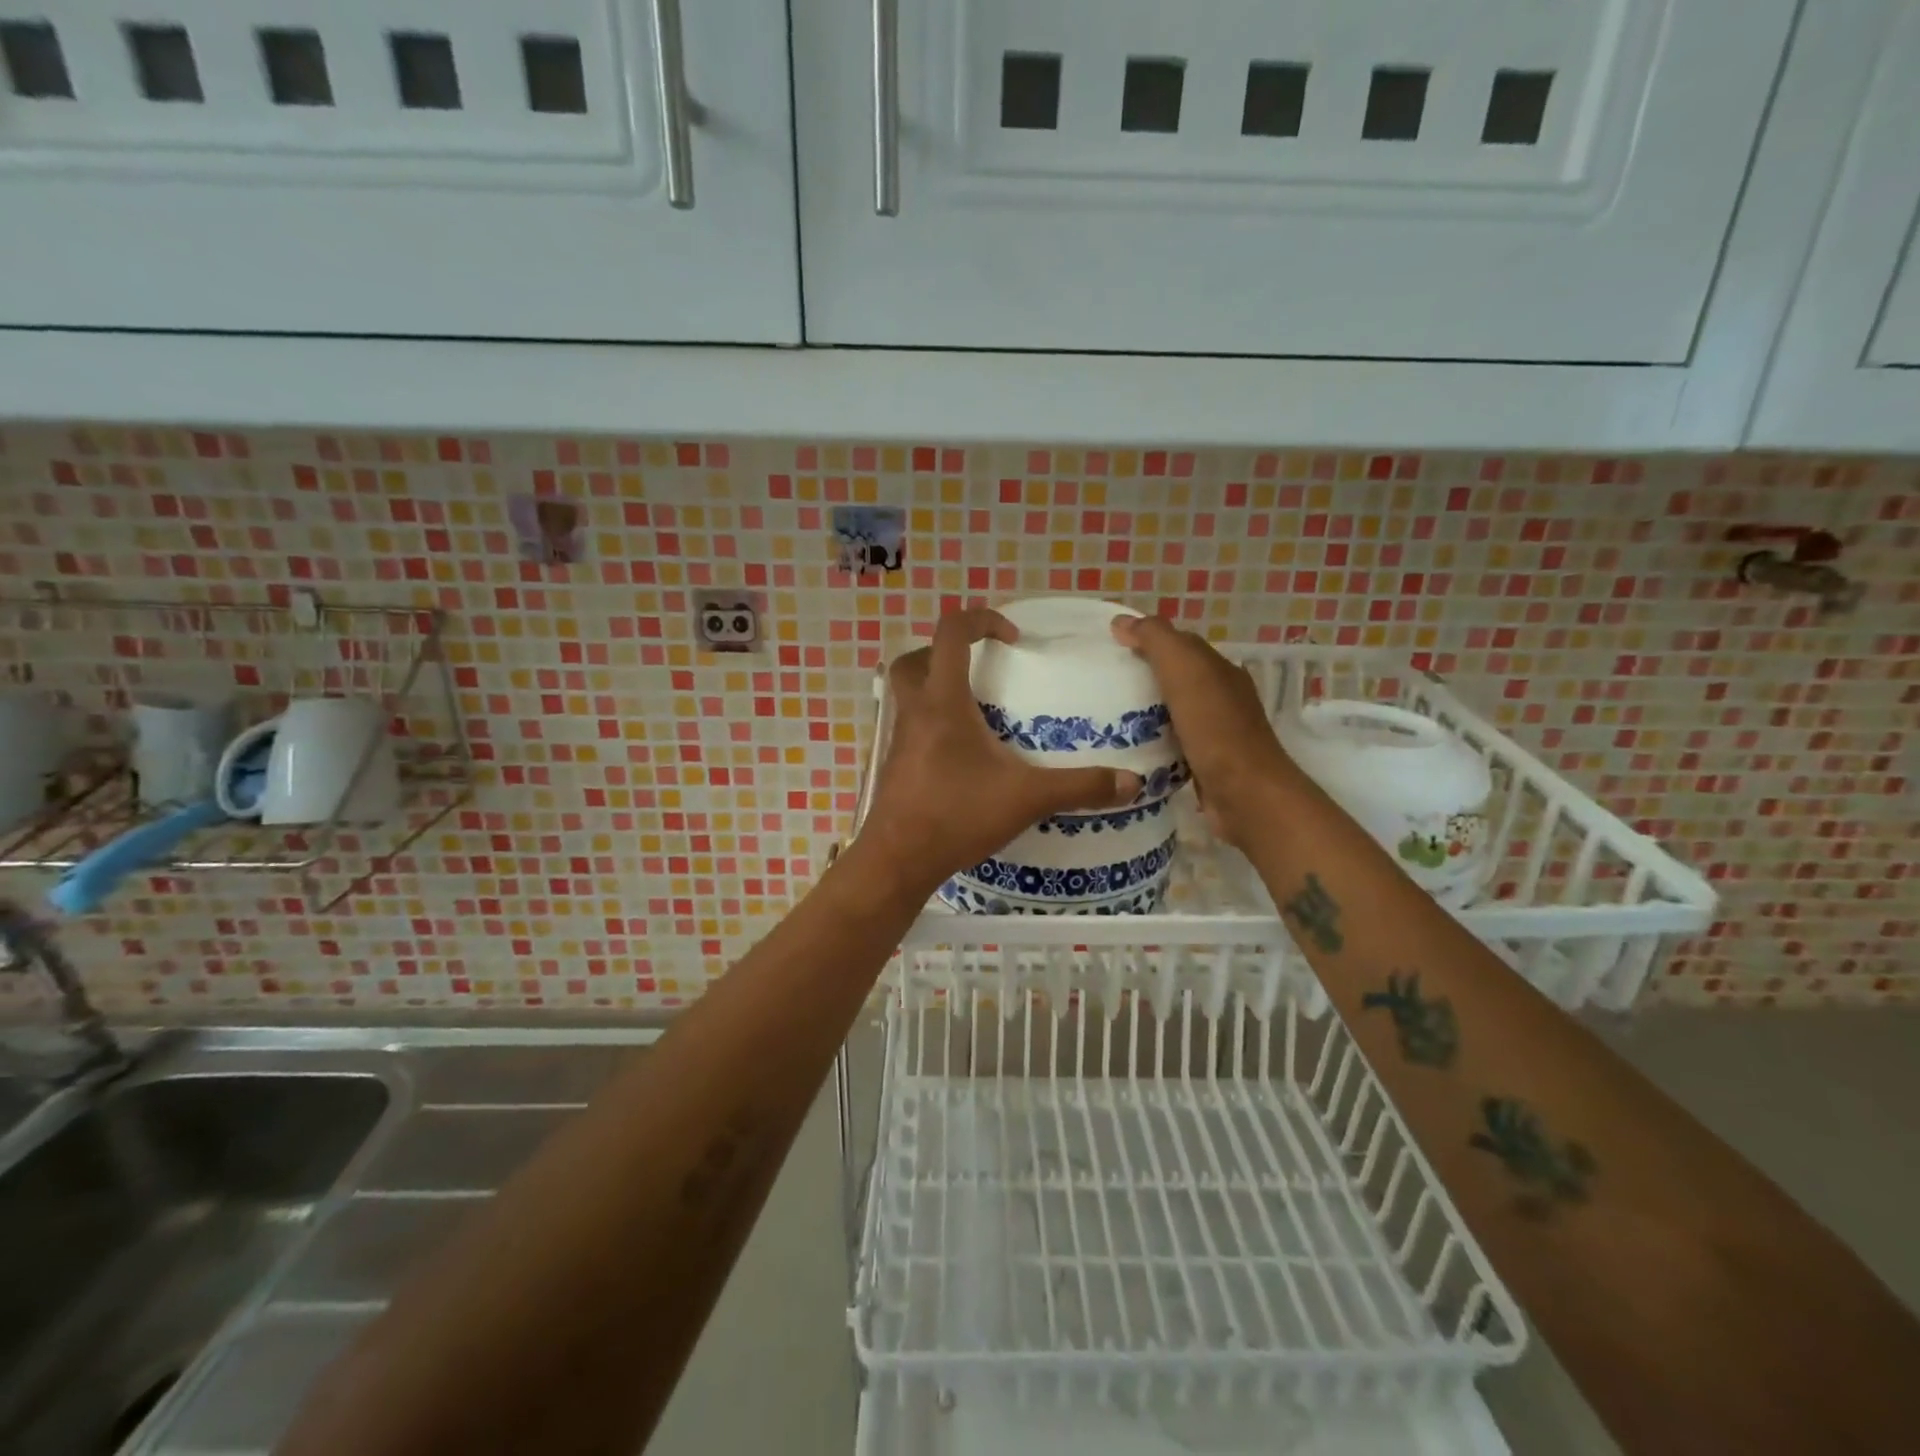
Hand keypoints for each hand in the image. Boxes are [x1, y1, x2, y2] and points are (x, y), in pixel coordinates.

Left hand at [859, 609, 1142, 900]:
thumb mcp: (1026, 798)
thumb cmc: (957, 816)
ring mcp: (899, 739)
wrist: (897, 860)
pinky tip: (962, 754)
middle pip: (916, 659)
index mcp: (943, 702)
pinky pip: (910, 725)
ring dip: (936, 687)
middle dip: (947, 652)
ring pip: (908, 693)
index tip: (1012, 638)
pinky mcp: (895, 764)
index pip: (951, 633)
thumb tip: (1131, 782)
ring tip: (976, 710)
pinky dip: (933, 723)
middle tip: (982, 669)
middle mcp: (915, 712)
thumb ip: (1079, 787)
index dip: (981, 620)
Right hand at [1110, 615, 1289, 850]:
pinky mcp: (1204, 764)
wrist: (1245, 794)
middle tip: (1099, 681)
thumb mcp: (1185, 671)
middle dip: (1142, 674)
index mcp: (1219, 670)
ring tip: (1104, 714)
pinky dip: (1151, 739)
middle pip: (1176, 677)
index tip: (1107, 646)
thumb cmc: (1215, 729)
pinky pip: (1171, 742)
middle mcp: (1221, 697)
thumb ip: (1157, 641)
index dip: (1146, 638)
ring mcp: (1214, 733)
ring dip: (1144, 709)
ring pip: (1172, 710)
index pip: (1179, 643)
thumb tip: (1122, 622)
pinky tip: (1127, 747)